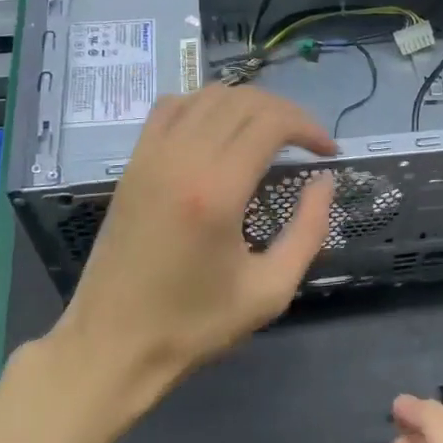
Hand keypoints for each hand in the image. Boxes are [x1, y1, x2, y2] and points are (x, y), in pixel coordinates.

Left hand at [50, 84, 336, 419]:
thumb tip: (324, 182)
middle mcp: (180, 159)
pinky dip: (203, 105)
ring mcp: (150, 157)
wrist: (113, 345)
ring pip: (206, 96)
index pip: (271, 122)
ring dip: (247, 105)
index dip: (309, 127)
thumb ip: (308, 231)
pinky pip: (170, 108)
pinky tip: (219, 131)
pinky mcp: (132, 165)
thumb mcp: (270, 290)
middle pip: (242, 101)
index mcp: (217, 191)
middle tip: (307, 144)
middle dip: (286, 113)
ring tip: (271, 134)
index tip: (328, 152)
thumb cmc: (195, 325)